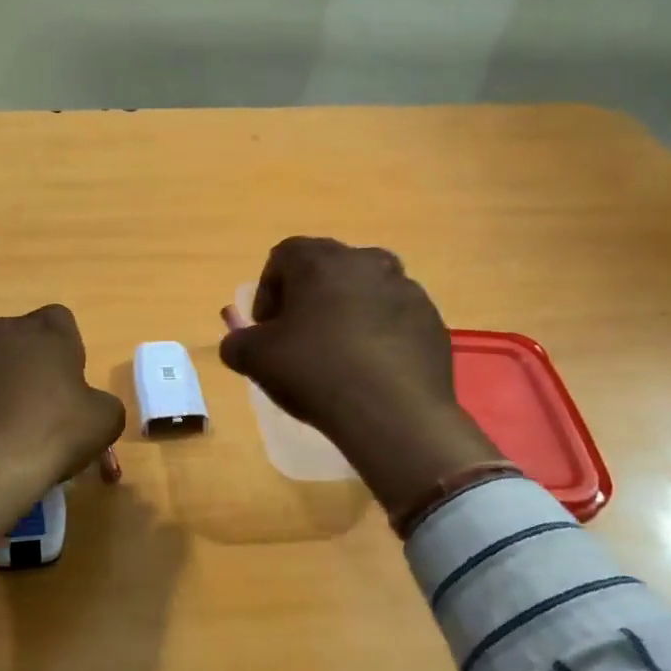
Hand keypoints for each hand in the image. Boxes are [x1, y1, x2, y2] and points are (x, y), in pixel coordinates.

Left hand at [0, 305, 125, 551]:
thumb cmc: (52, 436)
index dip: (67, 350)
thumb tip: (88, 404)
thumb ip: (102, 400)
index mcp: (46, 330)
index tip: (68, 383)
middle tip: (38, 404)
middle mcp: (1, 328)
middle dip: (29, 361)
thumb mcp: (106, 421)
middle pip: (21, 336)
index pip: (61, 321)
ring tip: (1, 418)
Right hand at [219, 237, 501, 519]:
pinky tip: (369, 372)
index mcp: (320, 261)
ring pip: (364, 293)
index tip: (266, 328)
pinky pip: (394, 319)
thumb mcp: (254, 359)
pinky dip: (378, 336)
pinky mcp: (433, 321)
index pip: (283, 256)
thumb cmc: (314, 372)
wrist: (394, 414)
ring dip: (346, 315)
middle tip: (298, 339)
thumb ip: (237, 342)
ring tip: (336, 358)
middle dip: (308, 299)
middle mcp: (367, 262)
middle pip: (327, 270)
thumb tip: (240, 342)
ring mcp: (407, 289)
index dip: (267, 291)